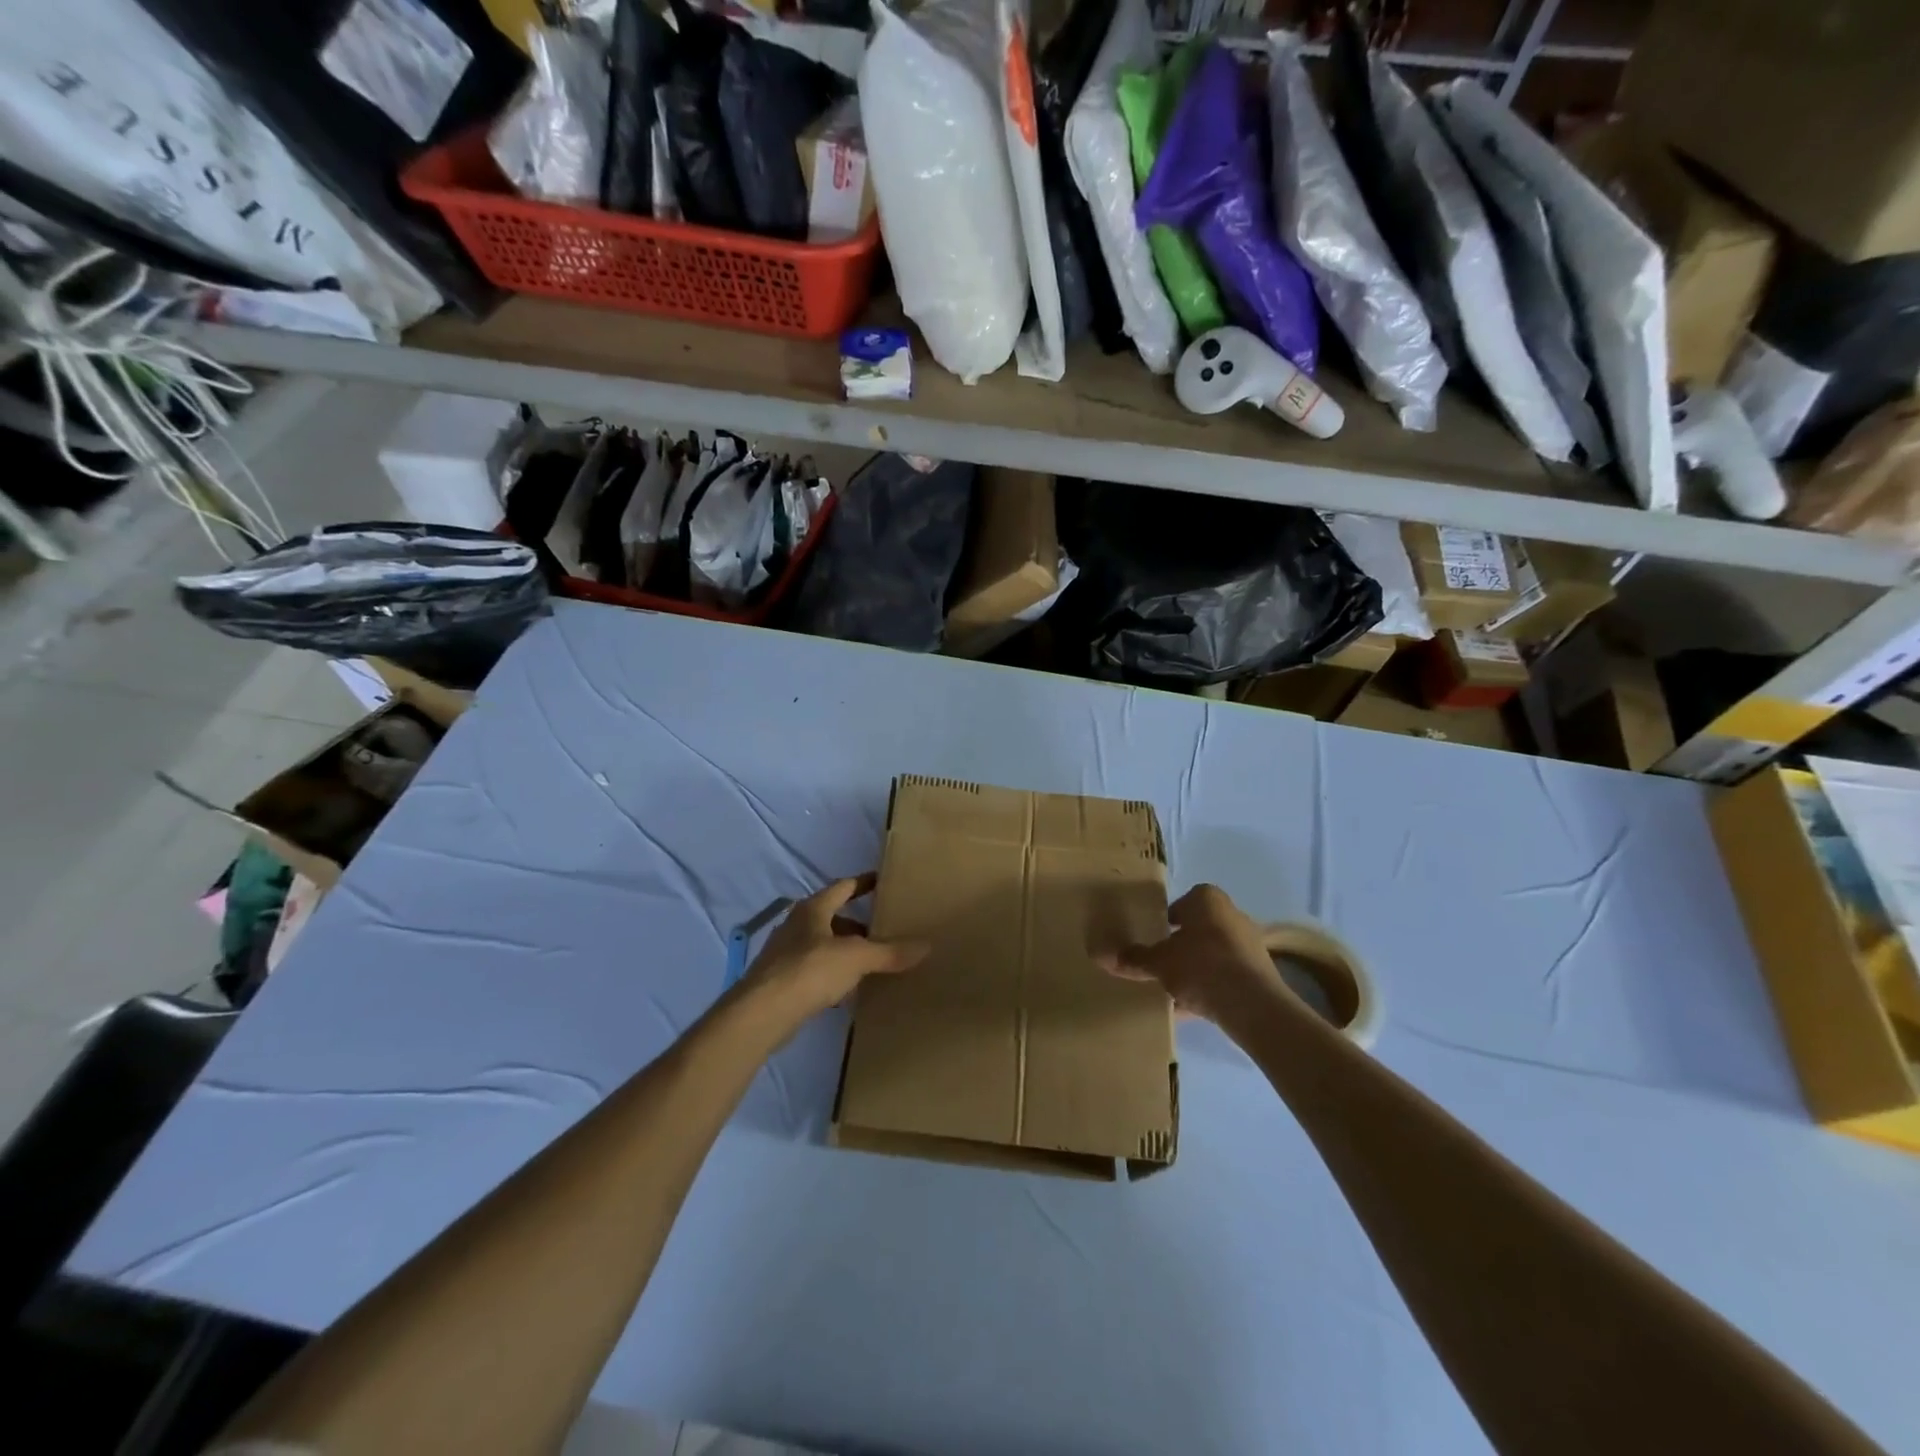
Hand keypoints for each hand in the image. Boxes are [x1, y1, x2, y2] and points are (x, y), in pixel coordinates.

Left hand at [741, 874, 928, 1021]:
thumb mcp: (857, 957)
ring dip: (844, 951)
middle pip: (832, 917)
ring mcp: (785, 954)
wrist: (762, 1013)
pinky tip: (847, 990)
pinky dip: (832, 975)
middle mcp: (796, 925)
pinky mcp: (780, 982)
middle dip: (856, 924)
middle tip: (883, 931)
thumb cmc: (810, 970)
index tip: (881, 881)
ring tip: (870, 962)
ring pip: (822, 945)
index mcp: (813, 909)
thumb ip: (890, 951)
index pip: (843, 886)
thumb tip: (926, 945)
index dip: (863, 883)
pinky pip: (813, 971)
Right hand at [1097, 884, 1285, 1029]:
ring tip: (1172, 989)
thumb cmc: (1201, 966)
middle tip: (1159, 962)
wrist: (1253, 1004)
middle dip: (1180, 945)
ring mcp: (1248, 943)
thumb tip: (1101, 956)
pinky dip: (1210, 988)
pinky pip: (1225, 976)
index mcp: (1207, 900)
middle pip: (1198, 927)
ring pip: (1213, 953)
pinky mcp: (1258, 972)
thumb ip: (1133, 959)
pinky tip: (1191, 1008)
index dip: (1166, 919)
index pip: (1182, 902)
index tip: (1153, 937)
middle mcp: (1231, 914)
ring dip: (1195, 968)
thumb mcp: (1159, 963)